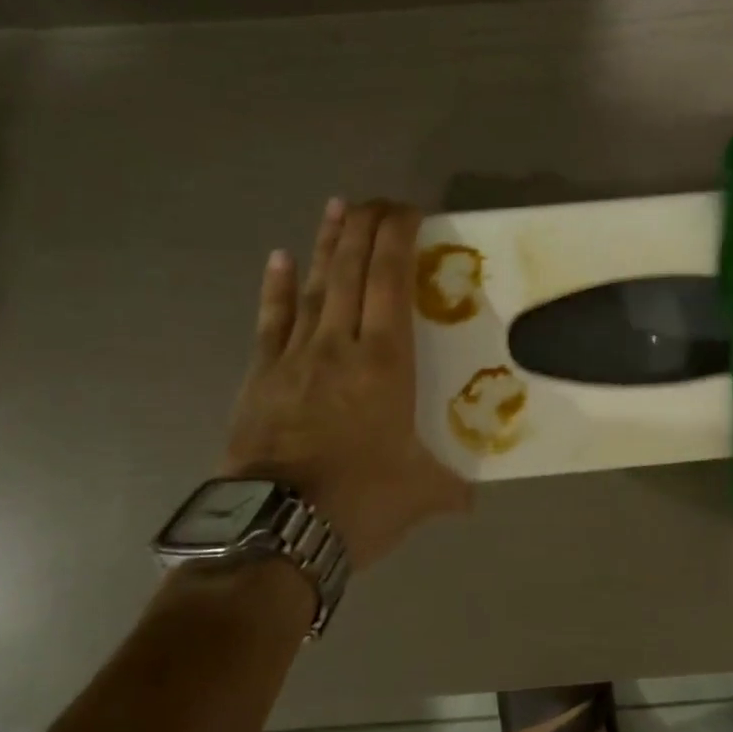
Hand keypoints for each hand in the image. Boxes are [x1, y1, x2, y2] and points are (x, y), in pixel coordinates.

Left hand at [223, 198, 471, 570]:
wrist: (276, 531)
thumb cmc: (360, 502)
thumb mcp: (422, 494)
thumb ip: (450, 488)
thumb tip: (472, 499)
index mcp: (384, 363)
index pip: (391, 280)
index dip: (398, 237)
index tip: (410, 211)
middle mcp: (339, 345)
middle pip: (351, 270)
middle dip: (365, 226)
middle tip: (378, 200)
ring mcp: (294, 357)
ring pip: (314, 286)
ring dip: (327, 243)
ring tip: (337, 206)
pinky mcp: (260, 376)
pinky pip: (271, 321)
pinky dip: (276, 288)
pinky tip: (279, 257)